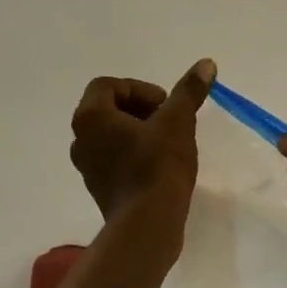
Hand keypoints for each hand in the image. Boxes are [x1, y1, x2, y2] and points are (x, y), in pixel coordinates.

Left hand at [69, 60, 215, 223]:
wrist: (147, 224)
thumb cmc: (158, 165)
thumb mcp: (178, 121)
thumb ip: (189, 91)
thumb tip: (206, 63)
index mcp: (90, 117)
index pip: (108, 85)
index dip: (140, 89)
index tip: (165, 104)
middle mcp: (81, 139)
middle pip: (108, 109)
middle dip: (140, 109)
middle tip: (168, 120)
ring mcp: (87, 167)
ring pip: (111, 136)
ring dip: (137, 132)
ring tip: (167, 142)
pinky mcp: (98, 189)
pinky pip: (113, 159)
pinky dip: (133, 154)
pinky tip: (159, 166)